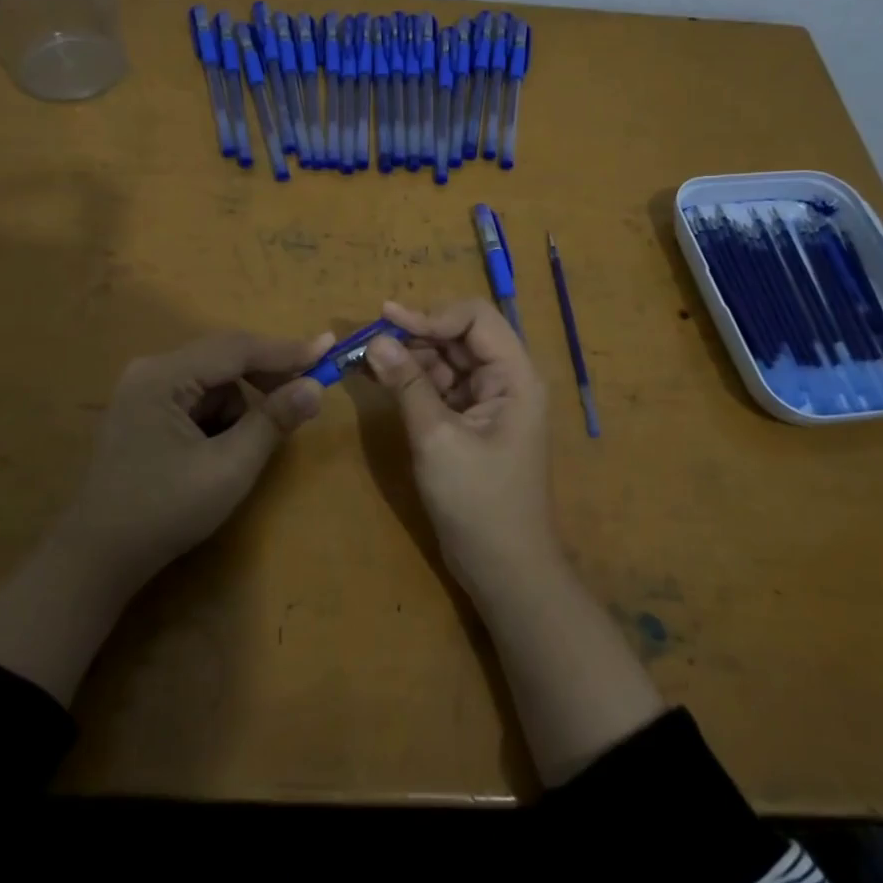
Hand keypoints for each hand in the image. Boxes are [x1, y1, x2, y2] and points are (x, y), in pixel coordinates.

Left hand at [56, 329, 336, 592]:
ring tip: (242, 451)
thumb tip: (315, 386)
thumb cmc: (164, 511)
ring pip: (213, 383)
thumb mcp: (229, 468)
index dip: (286, 350)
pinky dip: (219, 419)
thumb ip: (273, 421)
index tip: (329, 349)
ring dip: (240, 407)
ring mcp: (143, 392)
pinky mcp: (144, 413)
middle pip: (224, 359)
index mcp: (164, 376)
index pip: (237, 349)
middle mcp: (151, 371)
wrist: (97, 558)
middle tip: (307, 393)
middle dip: (266, 379)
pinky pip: (196, 400)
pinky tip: (217, 454)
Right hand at [364, 299, 559, 597]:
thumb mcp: (437, 438)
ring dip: (410, 356)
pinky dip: (414, 381)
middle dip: (415, 334)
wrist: (504, 568)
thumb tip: (376, 341)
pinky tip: (383, 380)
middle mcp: (506, 380)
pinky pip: (442, 387)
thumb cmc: (478, 502)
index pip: (475, 319)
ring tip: (367, 359)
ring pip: (448, 360)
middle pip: (460, 336)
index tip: (386, 321)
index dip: (431, 315)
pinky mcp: (472, 422)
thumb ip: (407, 384)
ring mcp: (489, 402)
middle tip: (368, 341)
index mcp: (514, 376)